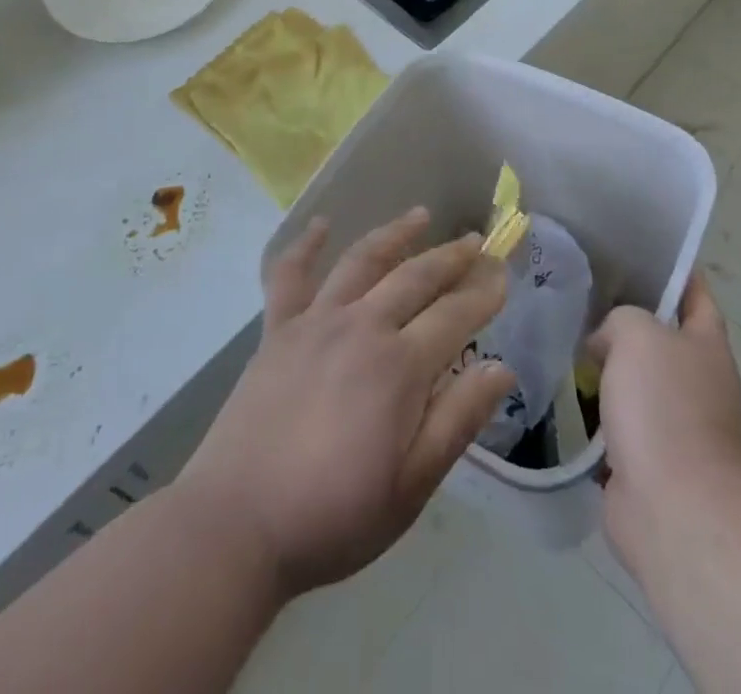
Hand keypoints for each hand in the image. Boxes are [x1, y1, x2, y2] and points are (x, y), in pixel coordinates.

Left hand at [176, 207, 512, 600]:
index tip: (503, 273)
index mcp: (399, 366)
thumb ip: (458, 420)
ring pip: (362, 261)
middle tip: (476, 240)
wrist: (237, 524)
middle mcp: (361, 327)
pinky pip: (289, 275)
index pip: (454, 315)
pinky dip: (305, 246)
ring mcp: (315, 322)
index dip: (483, 292)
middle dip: (451, 257)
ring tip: (420, 215)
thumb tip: (501, 368)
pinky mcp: (277, 330)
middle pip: (415, 277)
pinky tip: (321, 225)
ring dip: (395, 234)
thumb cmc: (334, 515)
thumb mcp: (412, 486)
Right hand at [590, 274, 740, 575]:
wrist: (671, 506)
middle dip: (624, 318)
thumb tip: (604, 344)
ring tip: (561, 338)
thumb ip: (619, 319)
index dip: (671, 271)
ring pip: (632, 378)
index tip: (633, 252)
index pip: (695, 293)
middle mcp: (696, 380)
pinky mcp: (644, 457)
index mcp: (706, 345)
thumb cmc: (664, 406)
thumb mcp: (638, 332)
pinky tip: (559, 389)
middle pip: (659, 336)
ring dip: (603, 366)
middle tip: (580, 294)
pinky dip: (592, 408)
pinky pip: (614, 419)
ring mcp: (672, 422)